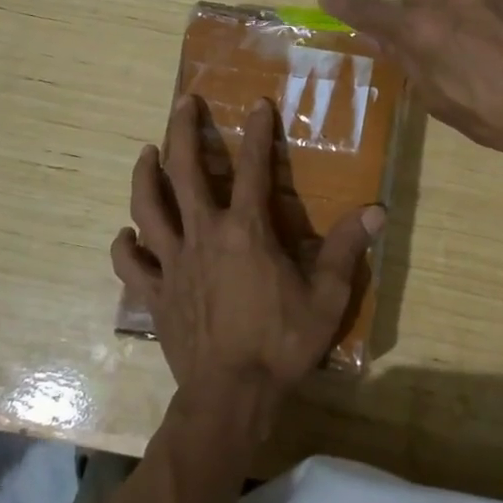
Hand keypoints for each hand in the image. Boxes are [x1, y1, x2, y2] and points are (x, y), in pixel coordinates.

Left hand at [111, 96, 383, 439]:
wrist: (231, 398)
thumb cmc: (281, 345)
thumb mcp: (326, 298)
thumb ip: (347, 250)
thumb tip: (376, 210)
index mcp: (245, 232)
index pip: (252, 169)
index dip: (256, 133)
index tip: (257, 104)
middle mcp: (203, 235)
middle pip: (184, 172)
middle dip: (183, 132)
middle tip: (184, 104)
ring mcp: (172, 263)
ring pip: (148, 208)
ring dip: (145, 176)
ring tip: (146, 152)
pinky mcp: (154, 294)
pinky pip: (132, 265)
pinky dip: (125, 246)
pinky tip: (126, 233)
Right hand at [320, 0, 502, 166]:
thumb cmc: (501, 117)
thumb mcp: (443, 102)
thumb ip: (411, 63)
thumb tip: (386, 37)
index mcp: (424, 29)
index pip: (373, 12)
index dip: (348, 7)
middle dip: (415, 9)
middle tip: (431, 40)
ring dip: (459, 13)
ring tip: (486, 49)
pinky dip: (494, 14)